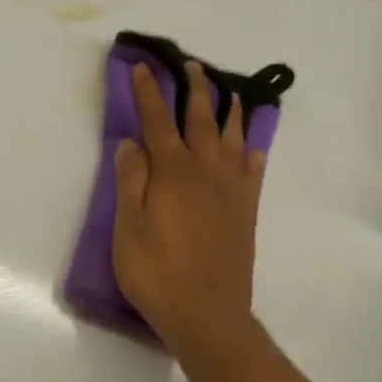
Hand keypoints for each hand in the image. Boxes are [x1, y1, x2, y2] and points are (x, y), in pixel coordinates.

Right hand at [112, 60, 264, 350]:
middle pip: (201, 121)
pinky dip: (251, 153)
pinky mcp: (245, 214)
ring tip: (229, 93)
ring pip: (232, 141)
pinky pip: (253, 173)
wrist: (208, 315)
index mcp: (173, 173)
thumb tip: (131, 143)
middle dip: (195, 91)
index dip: (149, 94)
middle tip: (192, 66)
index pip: (158, 122)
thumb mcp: (128, 227)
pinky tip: (251, 147)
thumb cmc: (157, 272)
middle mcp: (207, 173)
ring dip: (229, 113)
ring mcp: (231, 193)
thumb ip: (130, 181)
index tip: (143, 68)